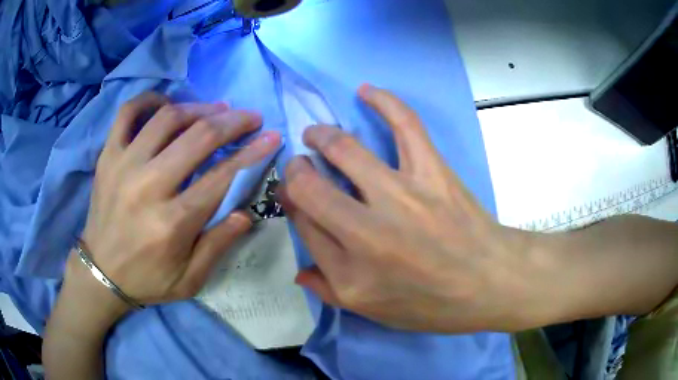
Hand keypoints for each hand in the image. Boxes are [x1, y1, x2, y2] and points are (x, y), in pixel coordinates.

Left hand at [67, 93, 280, 320]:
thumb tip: (245, 212)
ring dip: (199, 108)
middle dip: (232, 121)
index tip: (271, 136)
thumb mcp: (190, 280)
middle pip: (198, 137)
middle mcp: (148, 186)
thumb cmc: (147, 279)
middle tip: (249, 117)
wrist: (100, 273)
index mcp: (172, 222)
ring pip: (168, 118)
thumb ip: (218, 246)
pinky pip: (128, 113)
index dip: (252, 152)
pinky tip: (167, 104)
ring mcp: (124, 165)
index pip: (222, 175)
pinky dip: (150, 100)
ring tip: (216, 109)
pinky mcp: (107, 156)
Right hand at [280, 85, 540, 332]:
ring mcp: (402, 197)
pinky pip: (405, 125)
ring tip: (315, 134)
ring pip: (345, 151)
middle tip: (301, 166)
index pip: (304, 225)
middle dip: (296, 171)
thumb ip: (329, 292)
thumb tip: (298, 271)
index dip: (292, 205)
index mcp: (350, 274)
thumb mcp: (375, 313)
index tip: (294, 195)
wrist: (490, 283)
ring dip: (321, 136)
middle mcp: (367, 234)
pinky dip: (385, 101)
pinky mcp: (432, 172)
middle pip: (311, 187)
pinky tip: (365, 91)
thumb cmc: (433, 306)